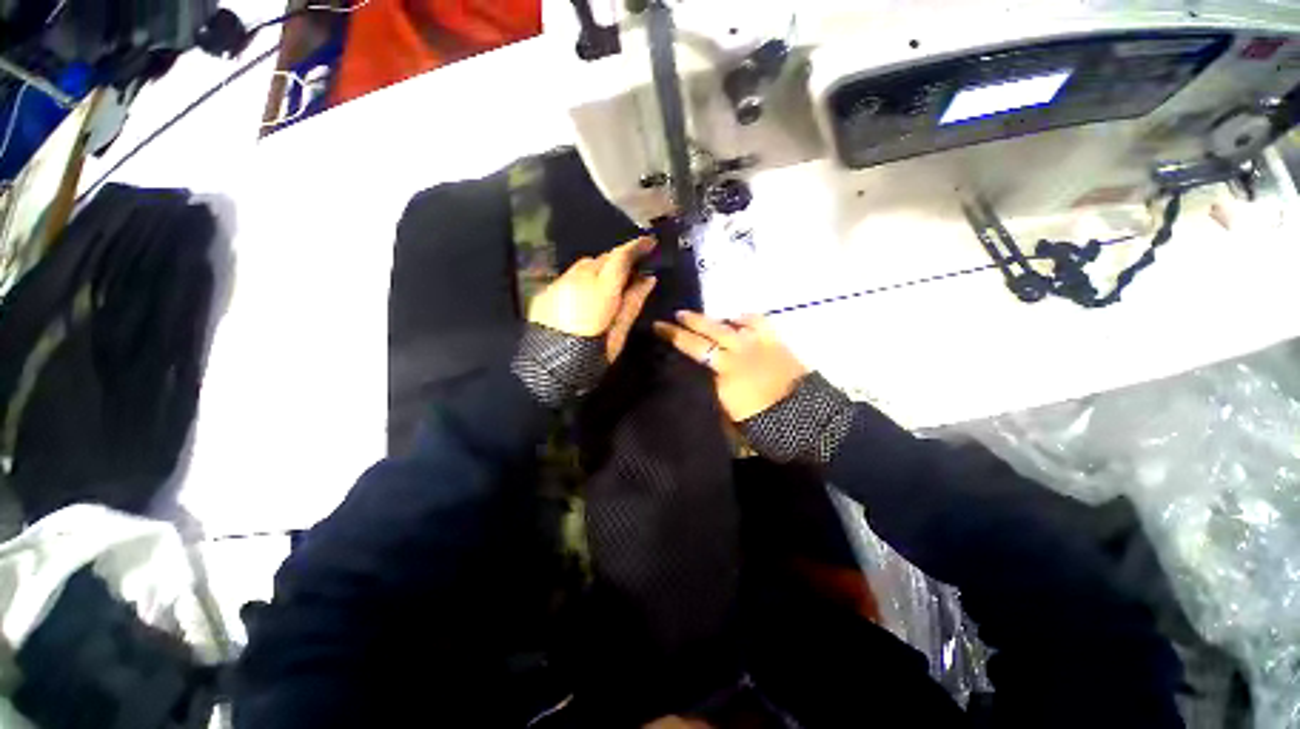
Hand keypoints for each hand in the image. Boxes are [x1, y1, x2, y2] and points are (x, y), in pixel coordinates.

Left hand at [528, 237, 657, 361]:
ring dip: (599, 268)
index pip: (620, 258)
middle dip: (618, 259)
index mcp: (599, 291)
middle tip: (631, 270)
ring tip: (608, 284)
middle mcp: (577, 280)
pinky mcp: (545, 292)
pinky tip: (584, 297)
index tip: (649, 242)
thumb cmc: (590, 356)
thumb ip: (633, 302)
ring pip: (583, 265)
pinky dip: (581, 279)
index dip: (636, 246)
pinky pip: (568, 277)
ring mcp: (558, 284)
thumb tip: (648, 279)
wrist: (546, 371)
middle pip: (601, 258)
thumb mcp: (618, 334)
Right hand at [653, 312, 807, 420]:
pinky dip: (743, 319)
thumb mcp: (729, 419)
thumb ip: (715, 395)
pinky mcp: (775, 341)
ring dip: (712, 318)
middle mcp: (737, 352)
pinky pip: (756, 321)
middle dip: (688, 321)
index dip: (673, 336)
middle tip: (674, 315)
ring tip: (701, 317)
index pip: (692, 348)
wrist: (809, 421)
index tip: (658, 327)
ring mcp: (757, 344)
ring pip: (729, 322)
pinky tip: (737, 320)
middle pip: (707, 330)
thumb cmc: (766, 426)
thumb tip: (704, 380)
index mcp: (723, 373)